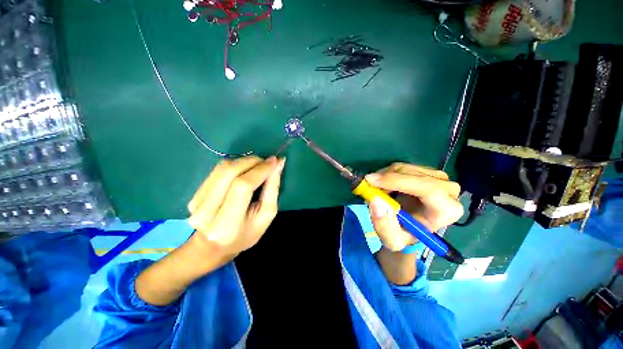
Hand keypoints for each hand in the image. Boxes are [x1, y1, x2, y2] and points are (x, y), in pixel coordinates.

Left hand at [188, 155, 284, 256]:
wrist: (213, 247)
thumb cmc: (246, 234)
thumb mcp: (266, 215)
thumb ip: (272, 188)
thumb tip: (278, 164)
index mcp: (227, 224)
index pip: (242, 186)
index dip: (260, 170)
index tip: (275, 161)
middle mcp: (206, 212)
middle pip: (230, 173)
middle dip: (252, 162)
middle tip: (267, 161)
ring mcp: (196, 202)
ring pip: (222, 169)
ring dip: (244, 162)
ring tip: (257, 166)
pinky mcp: (193, 195)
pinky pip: (217, 171)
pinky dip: (234, 166)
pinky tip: (243, 171)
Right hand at [365, 163, 462, 251]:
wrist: (410, 227)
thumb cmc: (404, 235)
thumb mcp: (391, 240)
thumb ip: (384, 225)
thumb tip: (376, 201)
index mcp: (447, 211)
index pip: (428, 189)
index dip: (398, 181)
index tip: (372, 181)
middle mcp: (449, 191)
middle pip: (414, 175)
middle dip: (387, 178)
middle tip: (368, 184)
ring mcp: (438, 178)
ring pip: (405, 168)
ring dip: (385, 176)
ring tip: (376, 190)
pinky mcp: (426, 171)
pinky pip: (403, 167)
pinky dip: (388, 173)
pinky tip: (384, 186)